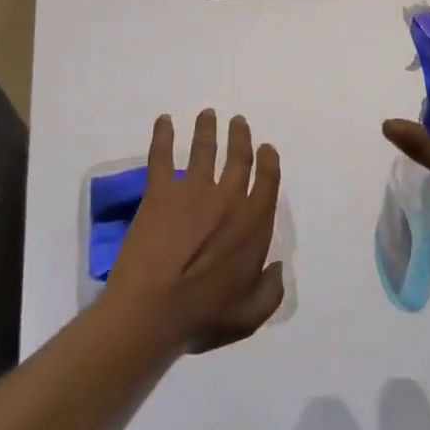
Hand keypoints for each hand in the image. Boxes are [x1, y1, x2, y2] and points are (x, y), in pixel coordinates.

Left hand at [107, 109, 284, 353]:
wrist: (152, 309)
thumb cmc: (203, 315)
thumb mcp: (249, 314)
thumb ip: (270, 290)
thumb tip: (277, 267)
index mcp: (254, 223)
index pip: (268, 180)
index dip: (268, 161)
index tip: (266, 148)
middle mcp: (229, 198)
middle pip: (239, 157)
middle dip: (240, 136)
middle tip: (237, 121)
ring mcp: (194, 190)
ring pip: (205, 149)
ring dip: (207, 128)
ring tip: (207, 113)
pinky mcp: (161, 191)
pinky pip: (162, 155)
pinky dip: (163, 135)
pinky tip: (163, 120)